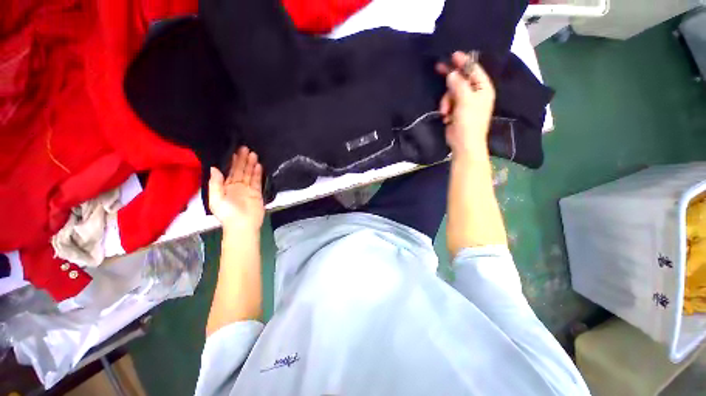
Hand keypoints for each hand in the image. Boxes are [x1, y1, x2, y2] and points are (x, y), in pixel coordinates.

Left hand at [208, 147, 264, 233]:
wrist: (243, 225)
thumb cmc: (227, 213)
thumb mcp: (216, 199)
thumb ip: (215, 183)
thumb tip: (214, 168)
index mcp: (225, 187)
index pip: (229, 171)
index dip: (232, 162)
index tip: (235, 151)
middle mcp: (237, 186)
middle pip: (240, 171)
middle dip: (243, 160)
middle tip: (246, 148)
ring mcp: (248, 189)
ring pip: (250, 174)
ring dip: (251, 165)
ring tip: (254, 154)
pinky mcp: (257, 193)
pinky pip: (257, 181)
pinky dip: (258, 173)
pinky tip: (259, 166)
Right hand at [436, 51, 495, 156]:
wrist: (464, 143)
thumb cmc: (469, 122)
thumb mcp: (465, 101)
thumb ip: (459, 85)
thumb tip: (452, 74)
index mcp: (483, 88)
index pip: (473, 70)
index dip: (463, 62)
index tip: (452, 55)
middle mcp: (475, 93)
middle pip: (461, 80)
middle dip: (450, 79)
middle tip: (438, 68)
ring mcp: (465, 103)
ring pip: (451, 93)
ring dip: (446, 101)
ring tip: (445, 112)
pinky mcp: (456, 111)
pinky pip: (448, 103)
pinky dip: (445, 109)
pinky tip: (445, 116)